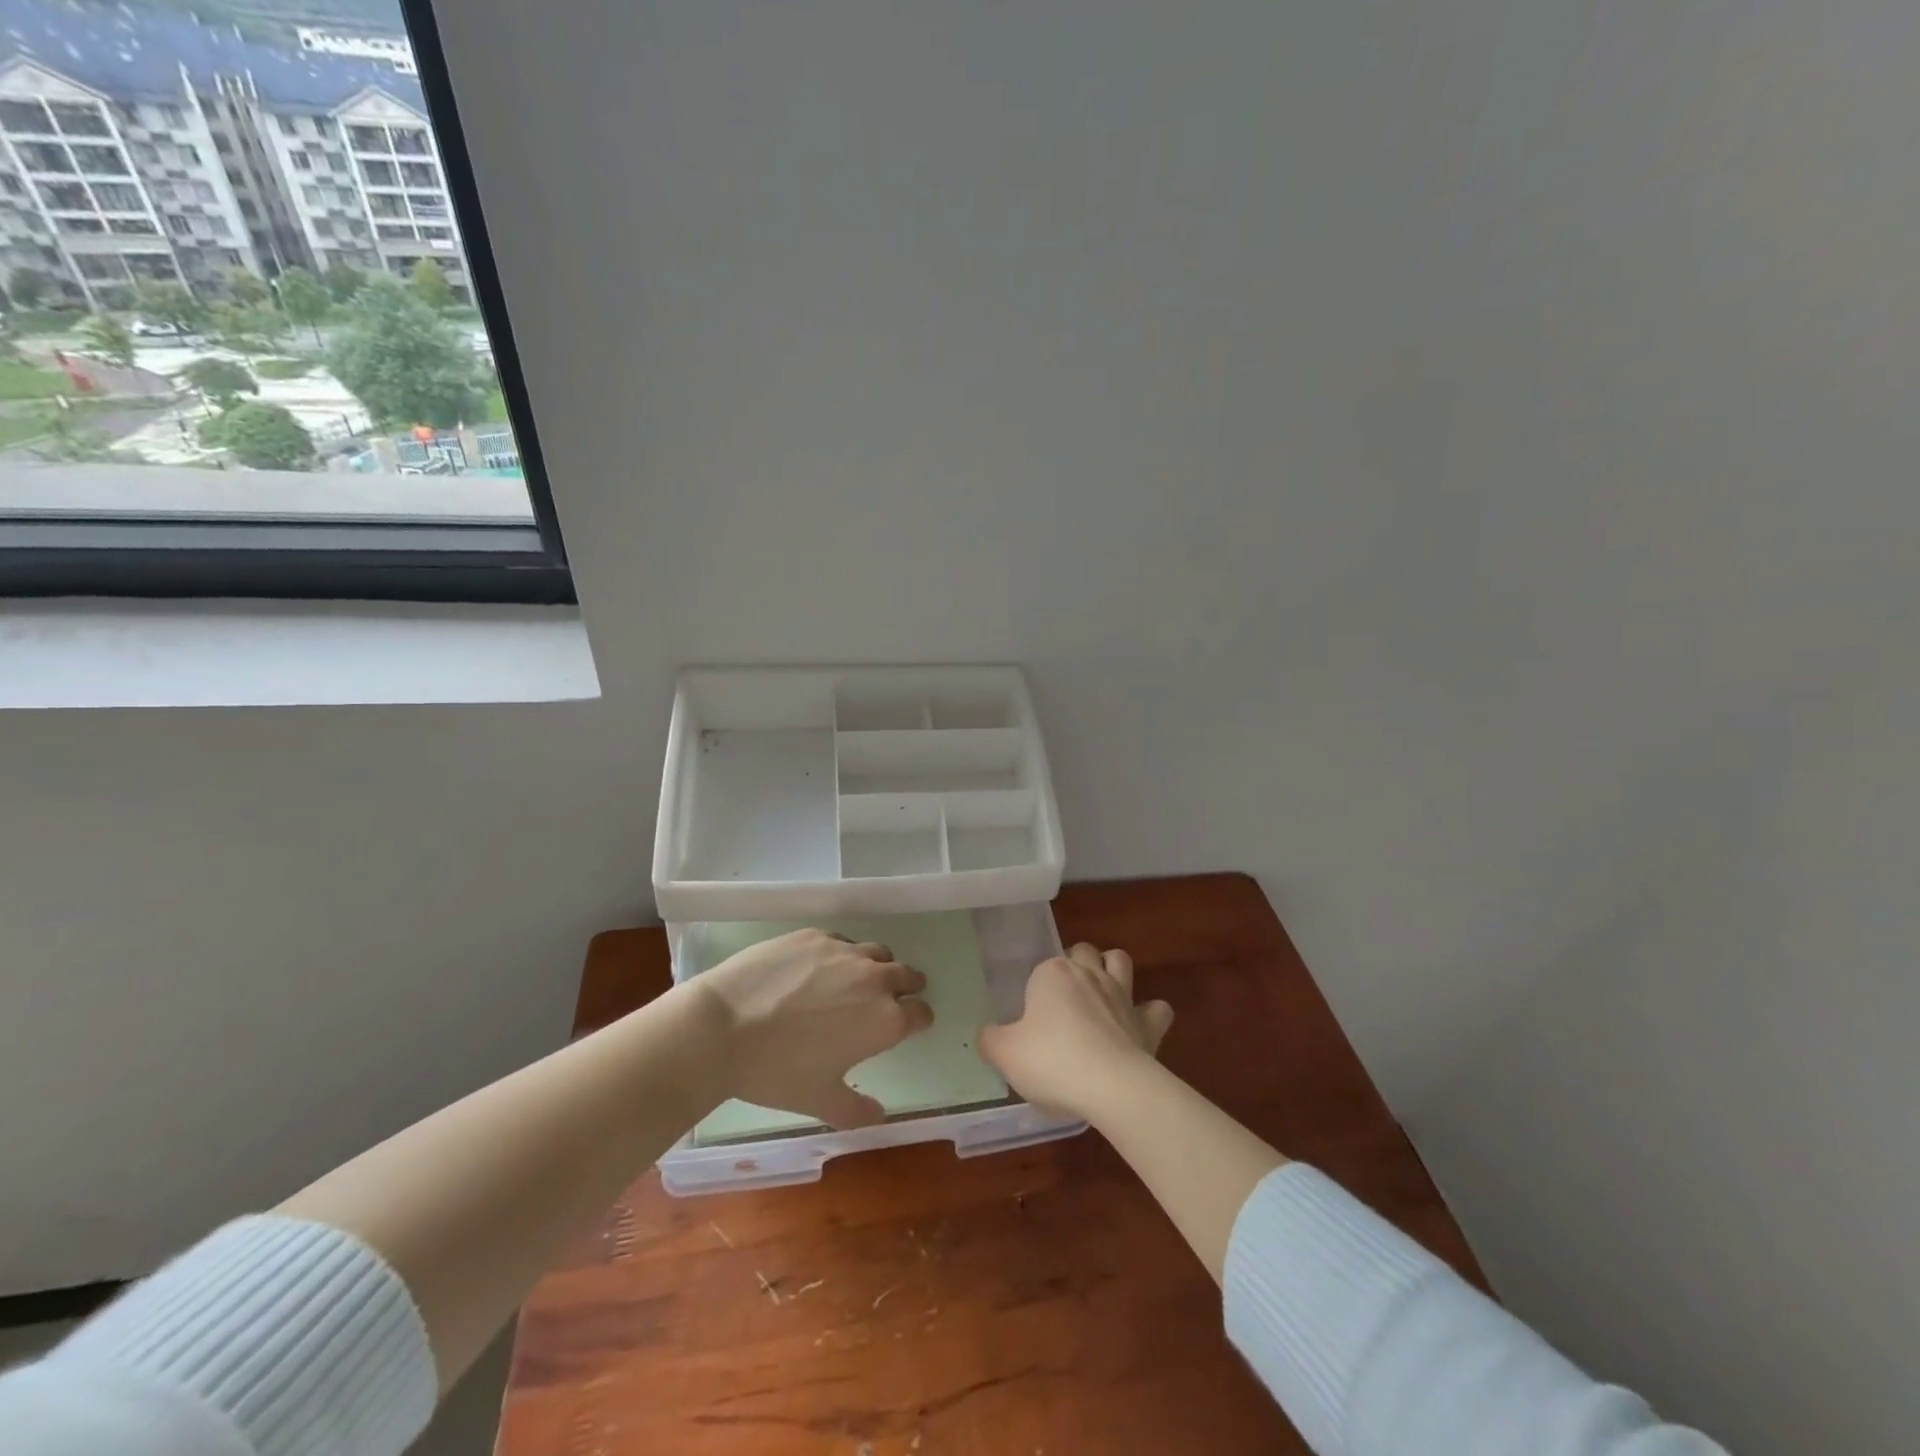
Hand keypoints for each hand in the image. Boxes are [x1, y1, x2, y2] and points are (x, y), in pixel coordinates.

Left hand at [693, 929, 932, 1128]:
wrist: (722, 1026)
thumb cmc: (776, 1071)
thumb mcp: (819, 1100)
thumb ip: (857, 1110)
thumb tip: (880, 1116)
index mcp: (884, 1020)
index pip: (921, 1013)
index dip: (917, 1020)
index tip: (910, 1025)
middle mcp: (874, 979)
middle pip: (906, 975)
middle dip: (904, 987)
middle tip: (888, 1000)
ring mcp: (844, 951)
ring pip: (877, 953)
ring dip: (876, 967)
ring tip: (855, 981)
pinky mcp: (815, 935)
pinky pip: (842, 941)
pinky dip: (842, 954)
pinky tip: (818, 969)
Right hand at [978, 943, 1173, 1120]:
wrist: (1111, 1087)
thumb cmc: (1051, 1062)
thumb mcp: (1005, 1054)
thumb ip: (990, 1040)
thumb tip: (987, 1035)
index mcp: (1052, 974)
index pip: (1042, 969)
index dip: (1037, 991)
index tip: (1031, 1020)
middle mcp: (1088, 974)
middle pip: (1082, 952)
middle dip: (1076, 963)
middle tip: (1064, 998)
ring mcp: (1122, 995)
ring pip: (1120, 961)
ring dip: (1113, 970)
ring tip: (1102, 994)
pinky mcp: (1148, 1023)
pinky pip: (1157, 1009)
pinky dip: (1150, 1013)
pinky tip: (1139, 1027)